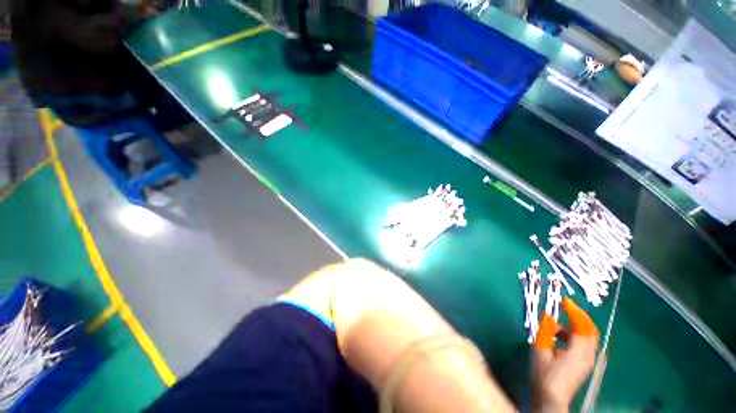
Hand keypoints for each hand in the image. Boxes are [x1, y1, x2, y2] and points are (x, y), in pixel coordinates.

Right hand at [532, 298, 598, 412]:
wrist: (551, 399)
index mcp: (579, 351)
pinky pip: (582, 344)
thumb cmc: (544, 375)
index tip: (564, 301)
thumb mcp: (540, 350)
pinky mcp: (583, 365)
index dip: (575, 311)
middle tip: (563, 309)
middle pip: (589, 331)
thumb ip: (545, 331)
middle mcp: (588, 355)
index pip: (583, 326)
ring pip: (586, 337)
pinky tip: (558, 339)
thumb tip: (547, 315)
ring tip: (553, 327)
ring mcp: (587, 361)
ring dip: (572, 327)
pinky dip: (572, 336)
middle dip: (577, 317)